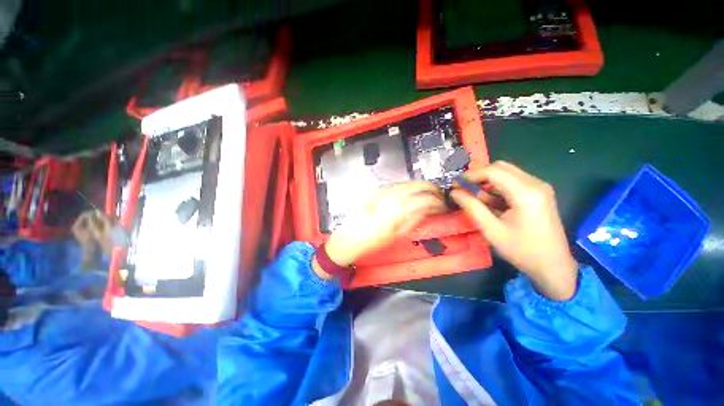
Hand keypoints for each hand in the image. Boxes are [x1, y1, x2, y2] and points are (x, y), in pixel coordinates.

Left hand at [313, 181, 445, 278]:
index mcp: (397, 210)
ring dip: (420, 186)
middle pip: (416, 185)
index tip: (442, 204)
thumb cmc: (372, 241)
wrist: (349, 237)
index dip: (436, 201)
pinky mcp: (376, 191)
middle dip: (430, 189)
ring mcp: (383, 191)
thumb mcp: (396, 235)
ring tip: (428, 192)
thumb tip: (428, 210)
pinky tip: (411, 192)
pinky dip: (407, 187)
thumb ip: (413, 220)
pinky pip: (396, 185)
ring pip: (406, 183)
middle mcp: (391, 195)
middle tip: (438, 195)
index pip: (423, 199)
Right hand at [450, 161, 577, 300]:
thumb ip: (472, 207)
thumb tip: (454, 192)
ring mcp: (539, 187)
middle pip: (501, 167)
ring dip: (488, 181)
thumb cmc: (522, 250)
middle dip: (479, 175)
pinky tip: (490, 201)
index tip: (456, 183)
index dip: (472, 174)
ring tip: (474, 197)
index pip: (494, 171)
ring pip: (507, 173)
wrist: (554, 266)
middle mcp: (535, 184)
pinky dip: (498, 187)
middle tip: (463, 188)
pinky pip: (514, 181)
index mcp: (526, 193)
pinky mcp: (539, 193)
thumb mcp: (491, 230)